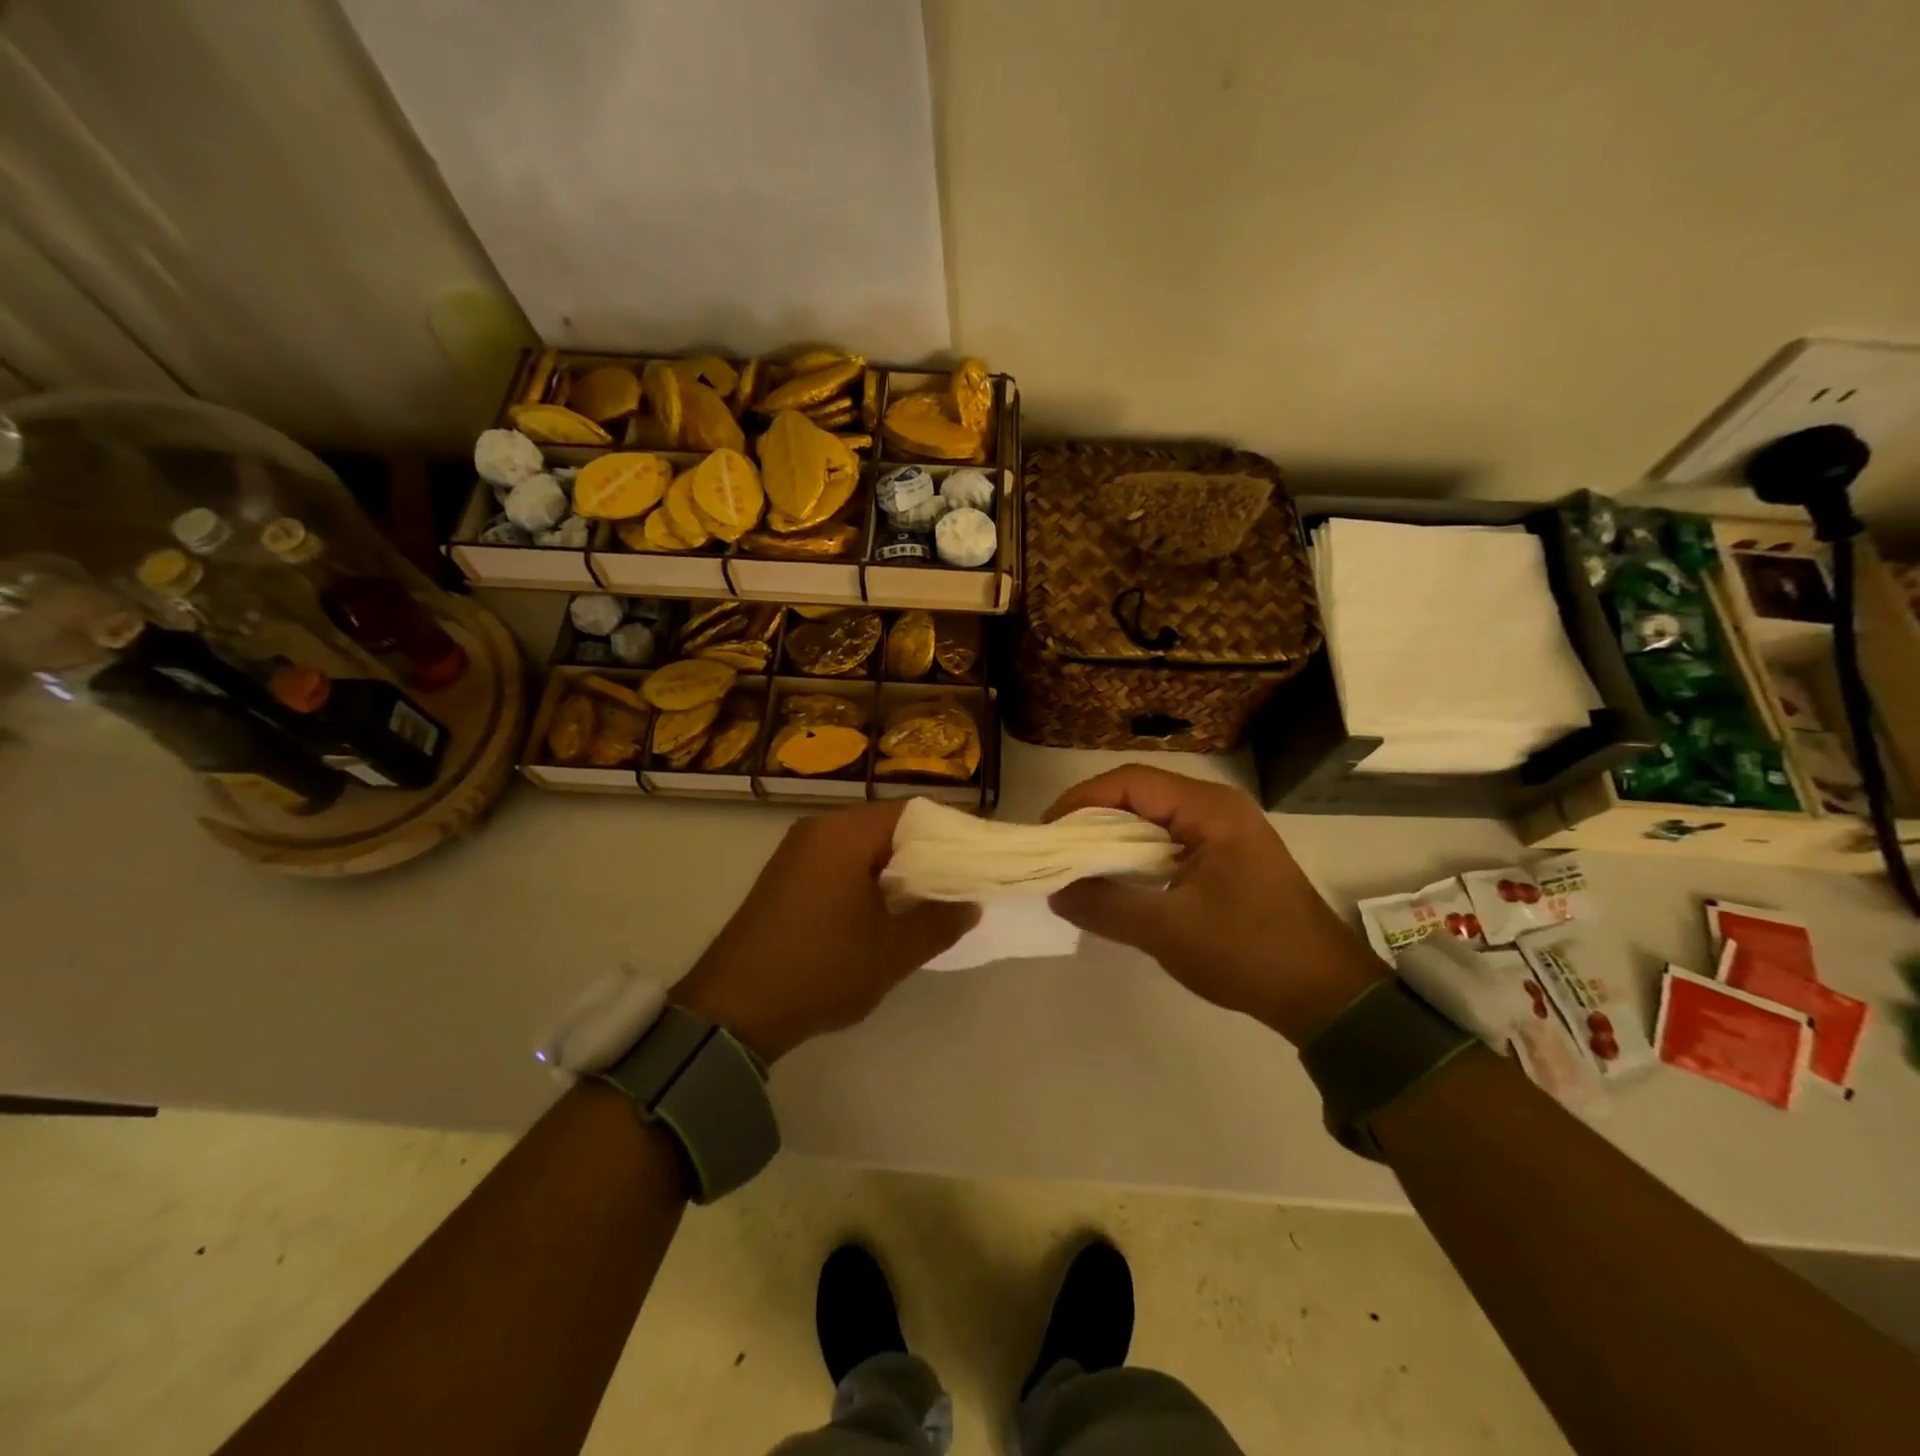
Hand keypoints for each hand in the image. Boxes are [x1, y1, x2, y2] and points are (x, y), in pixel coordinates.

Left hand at [672, 801, 978, 1062]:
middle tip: (960, 882)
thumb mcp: (892, 952)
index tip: (979, 857)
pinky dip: (867, 878)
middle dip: (926, 853)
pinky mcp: (785, 876)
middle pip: (887, 826)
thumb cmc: (821, 969)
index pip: (914, 812)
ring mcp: (797, 852)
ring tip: (928, 900)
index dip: (951, 831)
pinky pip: (839, 862)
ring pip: (863, 846)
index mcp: (845, 833)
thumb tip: (970, 903)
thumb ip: (939, 922)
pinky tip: (884, 911)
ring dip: (896, 869)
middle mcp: (819, 829)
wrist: (734, 1009)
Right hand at [1045, 766, 1383, 1044]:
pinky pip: (1169, 840)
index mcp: (1209, 810)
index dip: (1082, 799)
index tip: (1049, 831)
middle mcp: (1217, 807)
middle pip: (1140, 794)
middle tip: (1057, 849)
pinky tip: (1117, 879)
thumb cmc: (1248, 953)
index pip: (1130, 782)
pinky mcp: (1226, 856)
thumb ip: (1105, 906)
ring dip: (1114, 837)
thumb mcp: (1168, 931)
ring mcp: (1225, 831)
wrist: (1324, 993)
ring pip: (1153, 818)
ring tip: (1077, 864)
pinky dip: (1137, 854)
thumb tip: (1056, 891)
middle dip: (1093, 817)